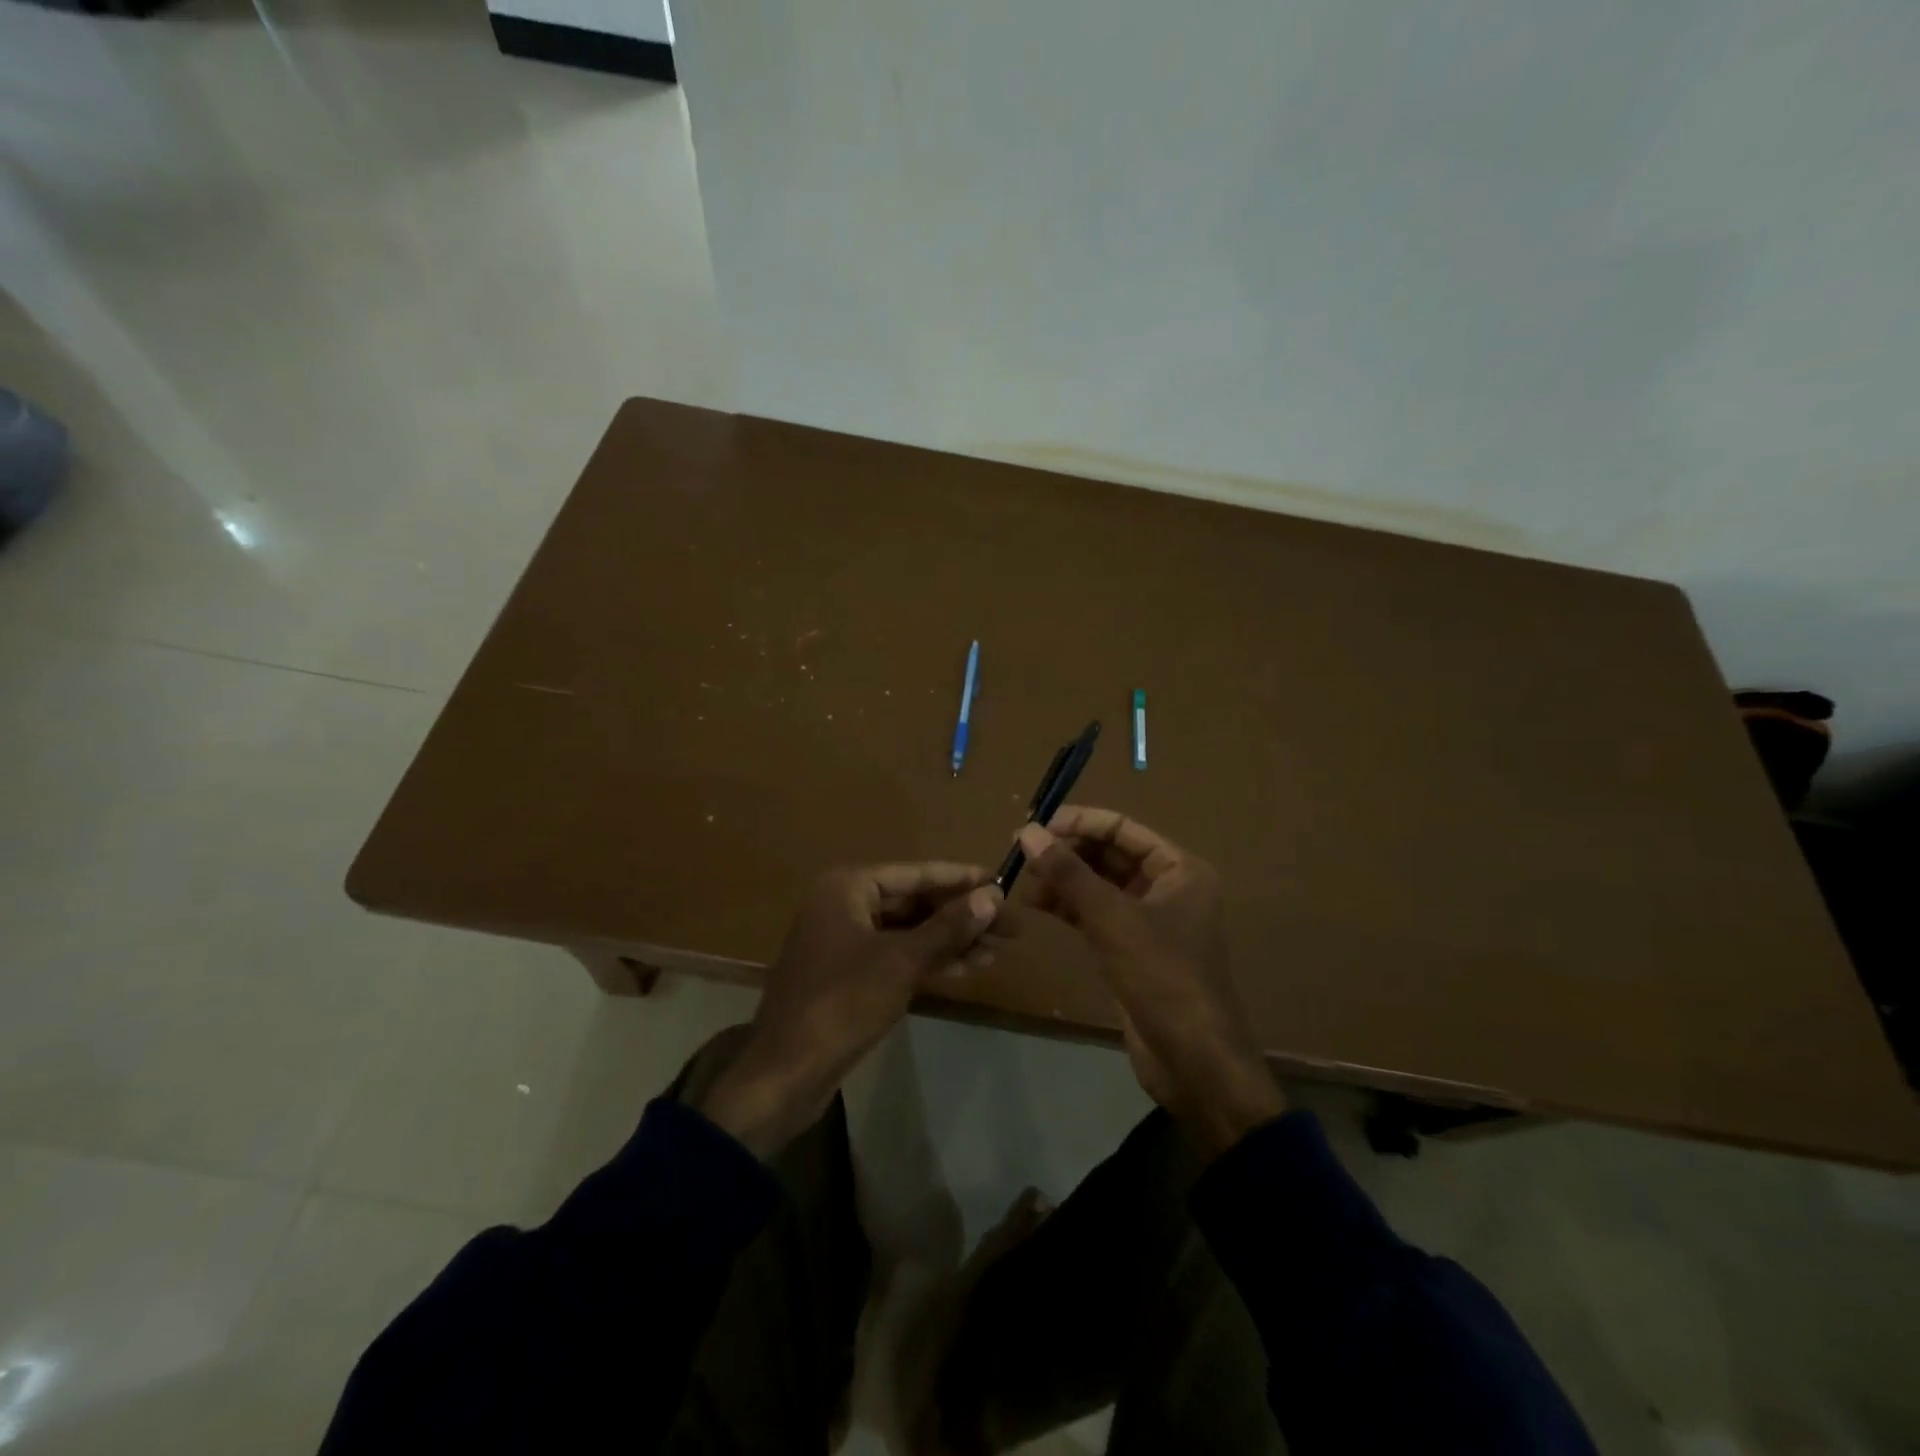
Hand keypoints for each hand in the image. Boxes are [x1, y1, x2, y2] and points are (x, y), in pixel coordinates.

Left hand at [697, 863, 1004, 1156]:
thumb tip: (992, 896)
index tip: (1003, 883)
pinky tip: (966, 969)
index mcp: (849, 887)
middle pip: (915, 901)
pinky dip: (929, 961)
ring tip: (997, 951)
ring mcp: (845, 940)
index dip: (962, 879)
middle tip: (1010, 928)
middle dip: (961, 915)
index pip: (917, 873)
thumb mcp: (901, 961)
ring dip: (951, 941)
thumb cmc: (842, 1003)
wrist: (785, 1073)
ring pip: (909, 931)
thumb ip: (948, 927)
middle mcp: (845, 904)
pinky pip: (897, 956)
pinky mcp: (848, 974)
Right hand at [1016, 808, 1284, 1159]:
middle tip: (1022, 855)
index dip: (1079, 822)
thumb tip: (1029, 833)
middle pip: (1109, 855)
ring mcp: (1149, 920)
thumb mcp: (1113, 919)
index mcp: (1179, 869)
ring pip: (1098, 886)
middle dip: (1067, 853)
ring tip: (1022, 883)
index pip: (1122, 828)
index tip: (1035, 825)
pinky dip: (1068, 907)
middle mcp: (1167, 887)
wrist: (1193, 1060)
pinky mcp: (1131, 949)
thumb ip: (1069, 873)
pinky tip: (1037, 905)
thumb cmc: (1162, 976)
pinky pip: (1095, 915)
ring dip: (1063, 881)